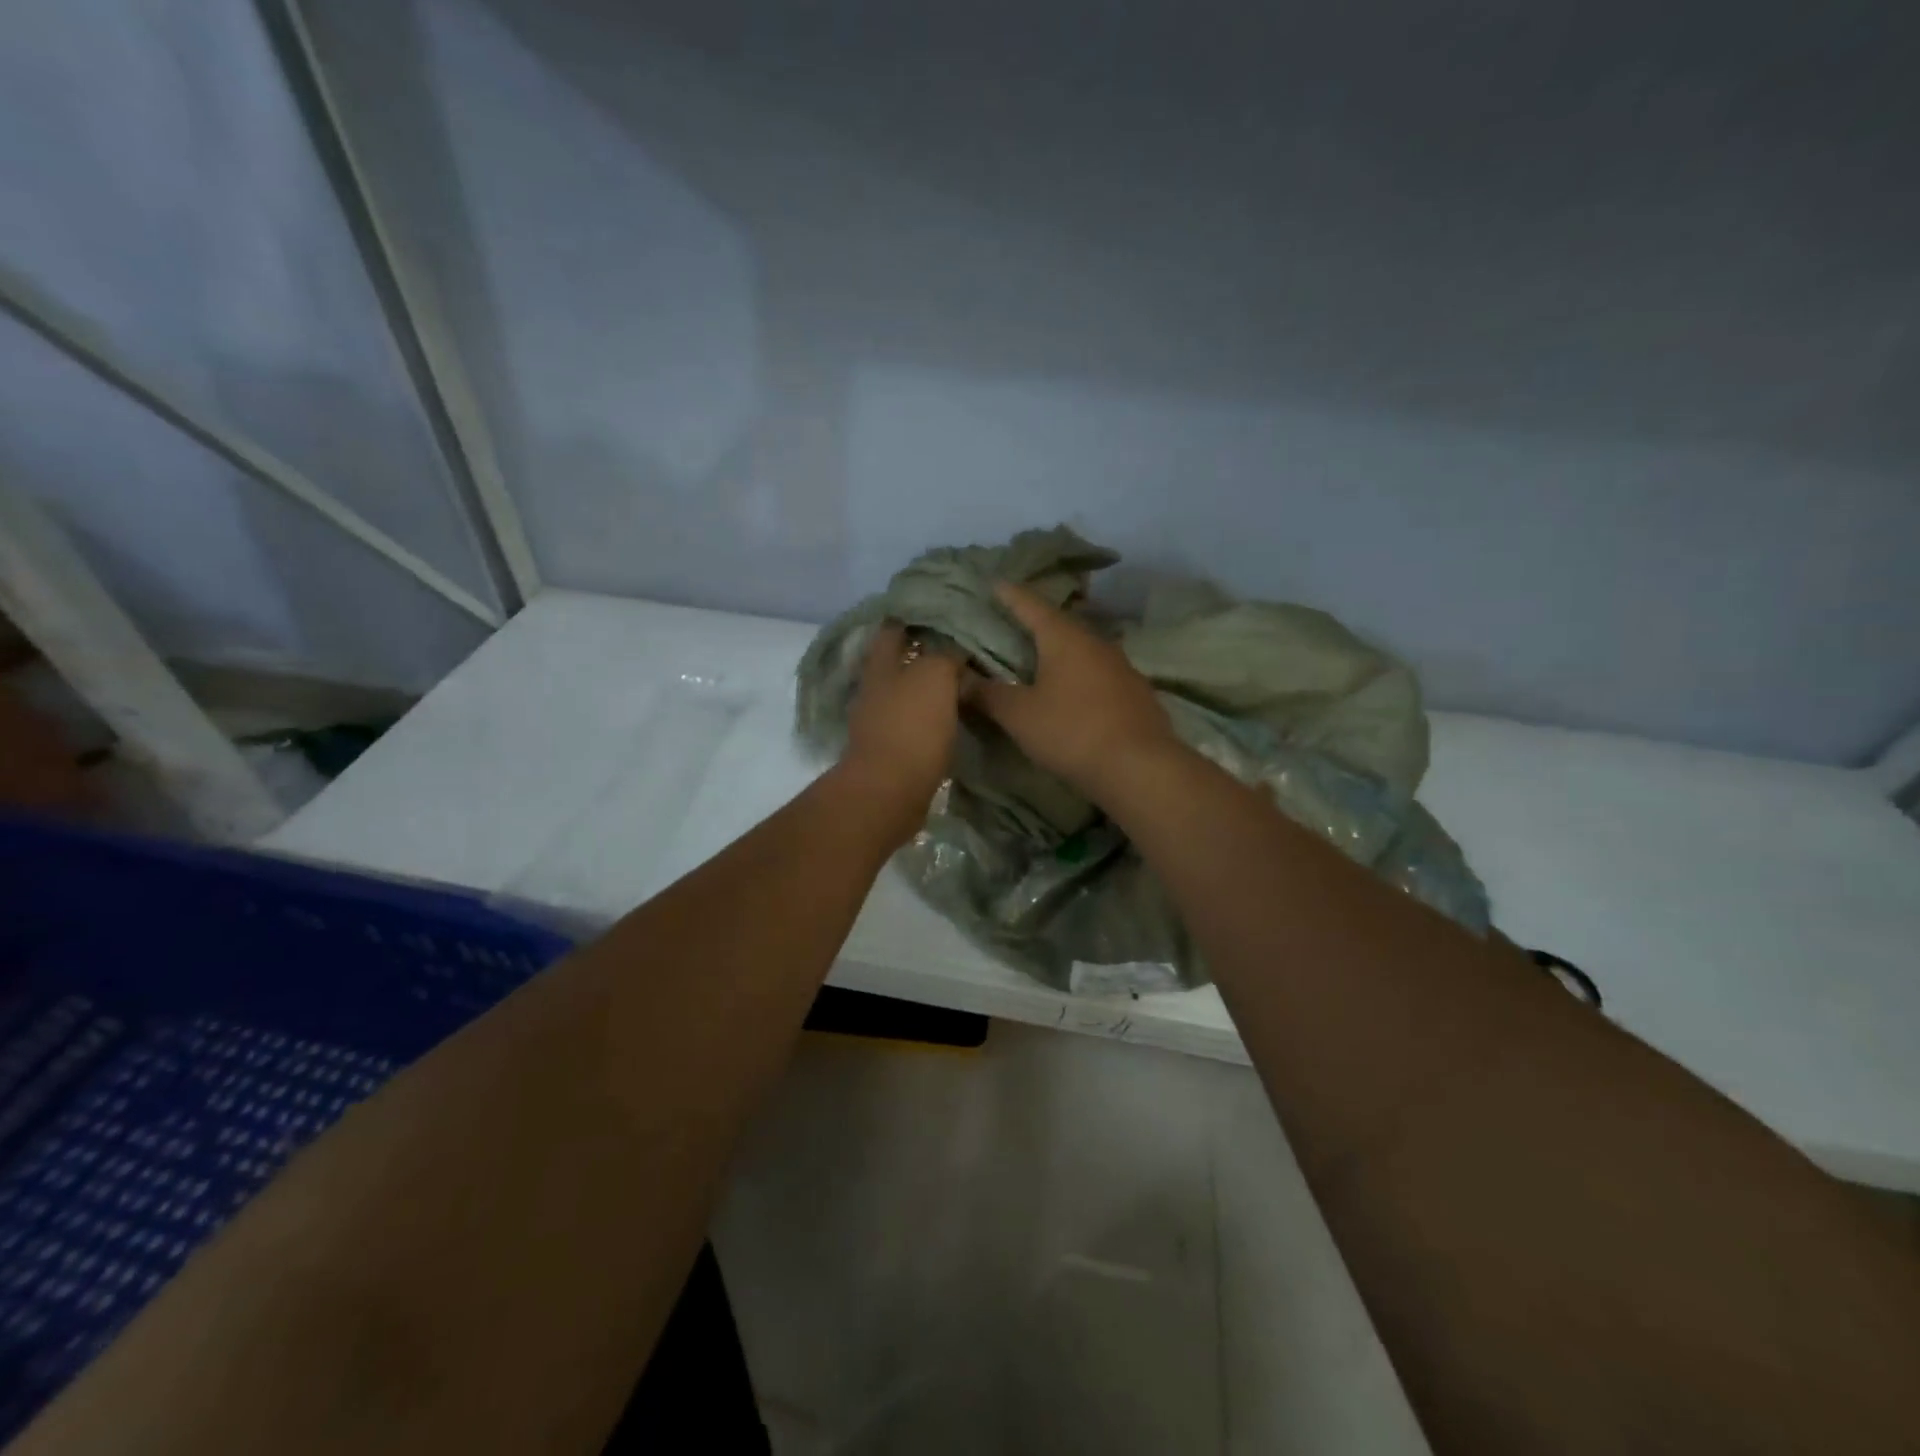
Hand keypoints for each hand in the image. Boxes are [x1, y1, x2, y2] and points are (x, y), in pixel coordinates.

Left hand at [837, 622, 962, 844]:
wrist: (890, 791)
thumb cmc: (911, 726)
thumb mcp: (935, 676)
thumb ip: (946, 655)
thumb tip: (956, 648)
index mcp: (881, 665)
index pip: (894, 628)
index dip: (914, 617)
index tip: (943, 610)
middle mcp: (875, 689)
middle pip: (898, 661)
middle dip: (924, 652)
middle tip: (961, 645)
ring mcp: (880, 721)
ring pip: (907, 692)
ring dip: (928, 686)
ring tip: (963, 679)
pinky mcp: (891, 749)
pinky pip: (913, 722)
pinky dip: (931, 715)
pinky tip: (953, 715)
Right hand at [968, 583, 1179, 800]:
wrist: (1140, 767)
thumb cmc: (1071, 732)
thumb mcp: (1019, 715)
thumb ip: (987, 695)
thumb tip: (958, 679)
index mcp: (1064, 638)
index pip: (1031, 605)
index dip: (1010, 595)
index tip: (995, 583)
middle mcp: (1095, 642)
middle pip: (1060, 624)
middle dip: (1036, 621)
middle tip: (1014, 621)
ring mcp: (1121, 666)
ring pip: (1083, 649)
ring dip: (1061, 649)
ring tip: (1041, 656)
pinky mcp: (1136, 692)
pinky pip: (1099, 672)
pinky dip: (1080, 673)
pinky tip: (1073, 689)